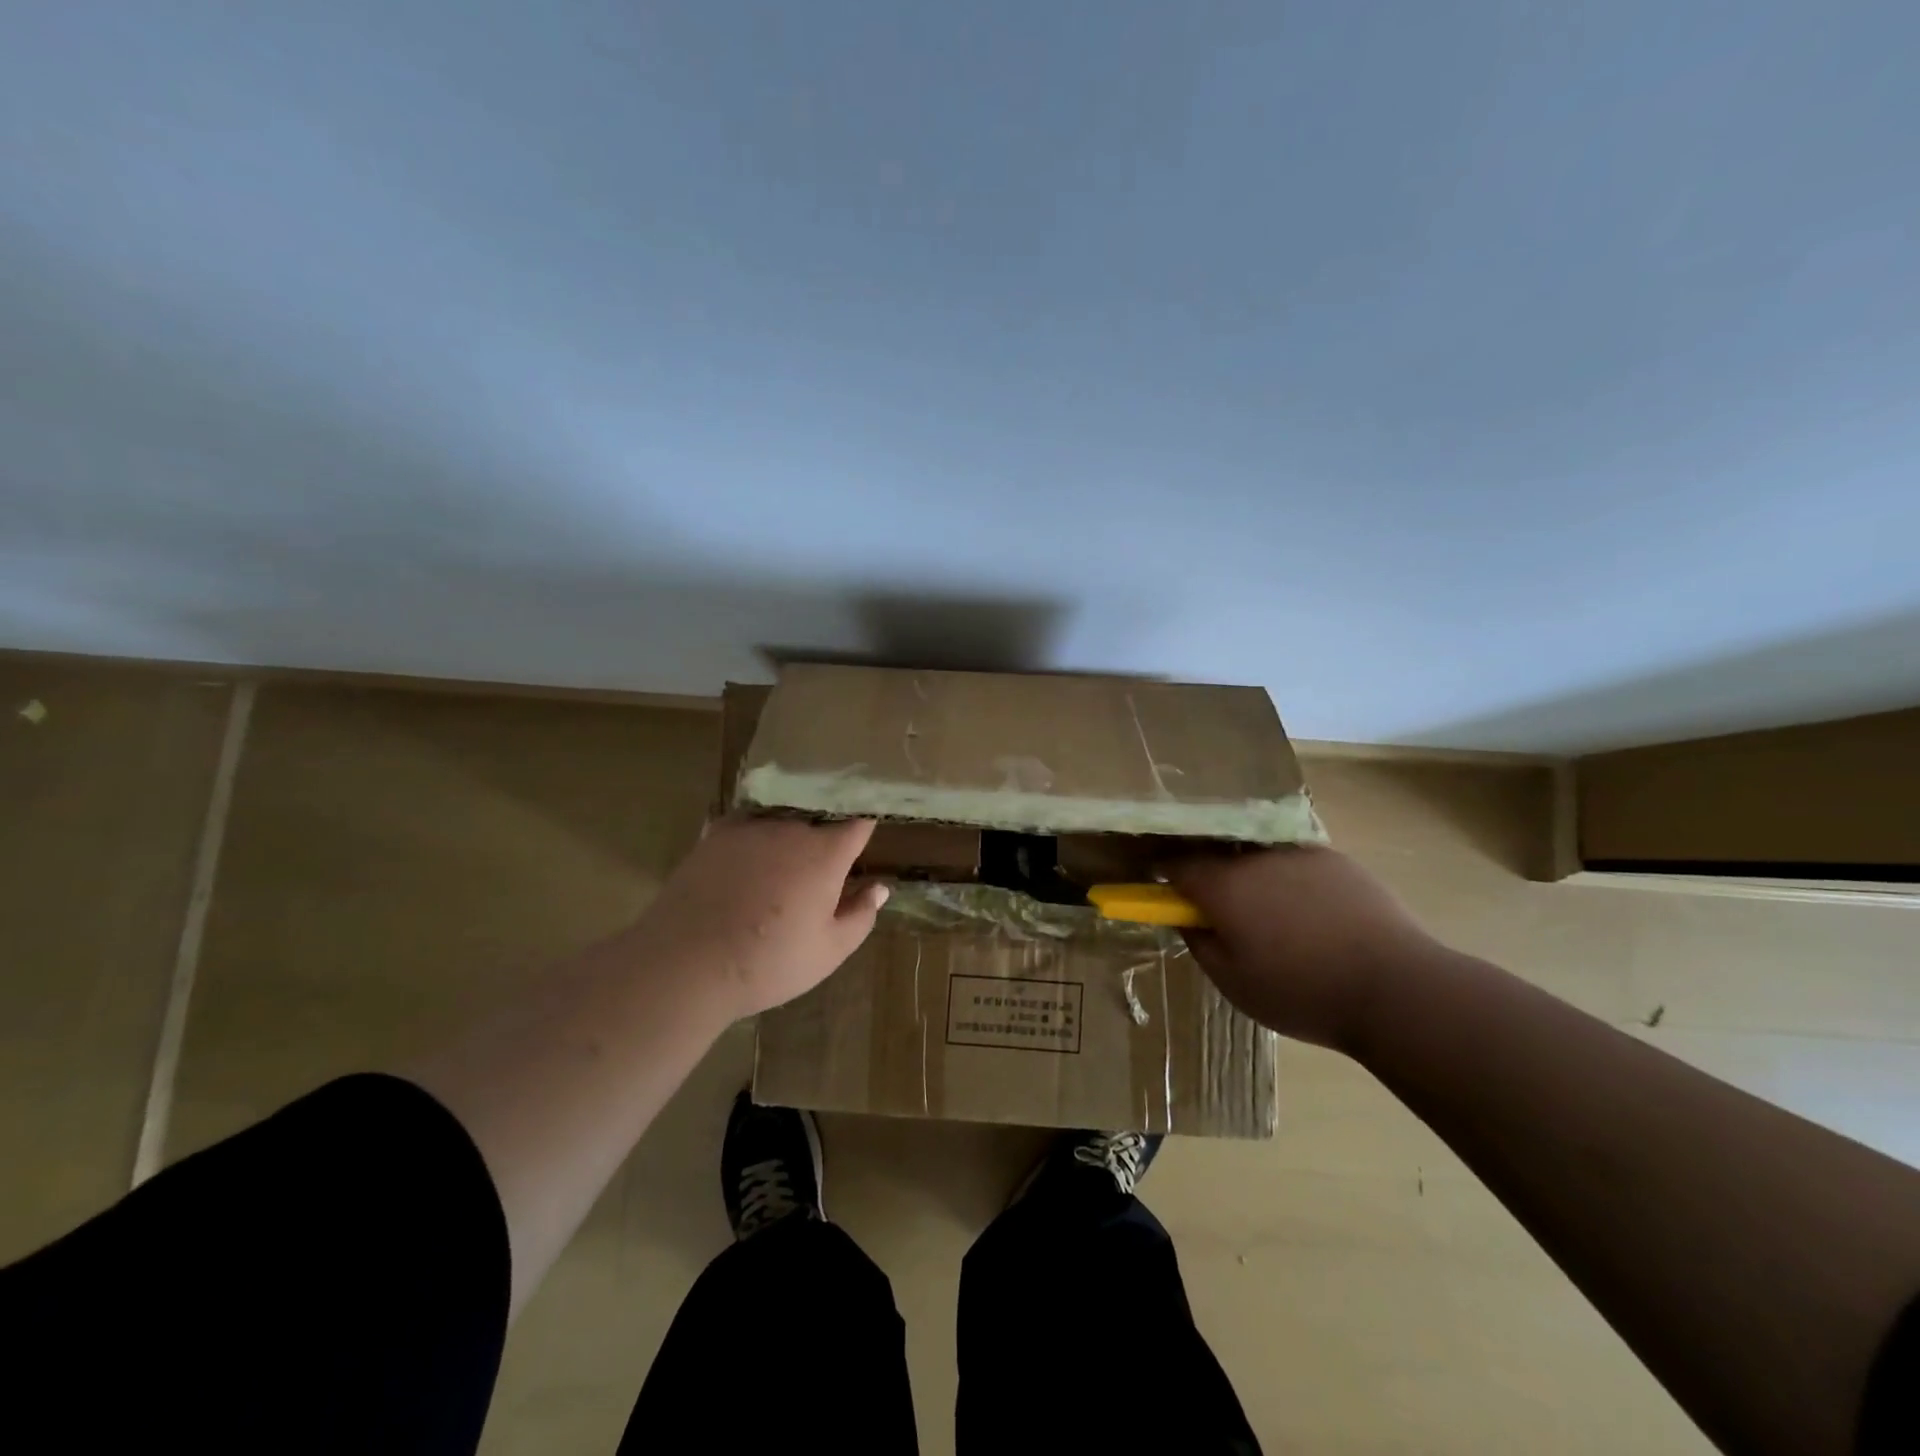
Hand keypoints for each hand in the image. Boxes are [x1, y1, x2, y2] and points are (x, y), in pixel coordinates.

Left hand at [637, 816, 888, 1019]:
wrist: (685, 963)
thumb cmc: (768, 963)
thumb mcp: (828, 951)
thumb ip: (860, 915)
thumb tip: (879, 888)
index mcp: (826, 853)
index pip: (858, 822)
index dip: (865, 826)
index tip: (866, 837)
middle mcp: (791, 828)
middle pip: (819, 819)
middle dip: (827, 836)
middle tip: (822, 867)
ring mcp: (750, 826)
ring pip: (783, 819)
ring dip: (789, 835)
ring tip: (782, 865)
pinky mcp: (716, 834)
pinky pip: (748, 824)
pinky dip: (756, 836)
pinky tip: (748, 859)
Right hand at [1164, 845, 1446, 1052]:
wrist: (1397, 989)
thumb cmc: (1302, 992)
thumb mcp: (1233, 983)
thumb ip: (1199, 943)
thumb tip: (1188, 918)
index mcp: (1224, 885)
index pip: (1176, 863)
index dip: (1163, 874)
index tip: (1162, 888)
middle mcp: (1256, 857)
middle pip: (1218, 856)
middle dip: (1211, 877)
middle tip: (1224, 914)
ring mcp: (1300, 853)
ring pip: (1259, 858)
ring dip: (1253, 878)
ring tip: (1276, 919)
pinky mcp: (1337, 860)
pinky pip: (1296, 864)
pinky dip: (1291, 881)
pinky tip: (1313, 915)